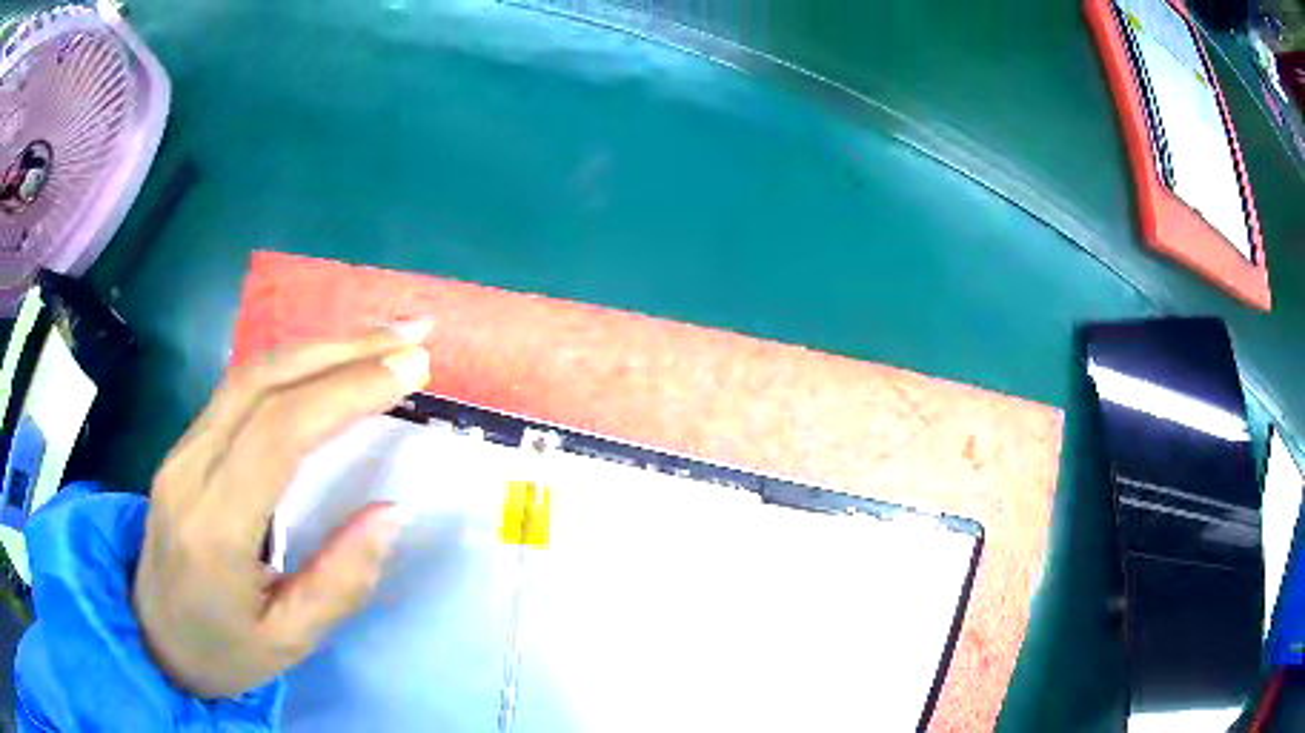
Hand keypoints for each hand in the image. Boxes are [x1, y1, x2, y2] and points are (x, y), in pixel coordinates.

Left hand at [133, 322, 432, 697]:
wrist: (154, 638)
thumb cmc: (223, 652)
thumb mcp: (290, 642)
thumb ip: (341, 581)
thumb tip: (394, 512)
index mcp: (214, 527)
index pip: (279, 433)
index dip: (346, 392)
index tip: (410, 369)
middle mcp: (190, 469)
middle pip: (264, 383)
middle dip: (343, 351)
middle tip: (411, 336)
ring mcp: (182, 449)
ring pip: (250, 373)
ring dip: (319, 347)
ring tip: (381, 340)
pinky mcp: (185, 444)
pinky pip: (240, 389)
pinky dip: (293, 366)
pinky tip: (328, 364)